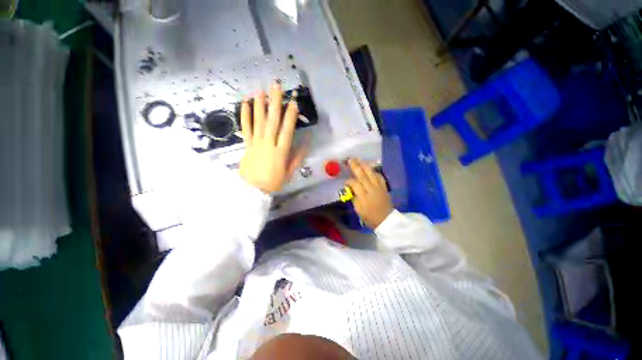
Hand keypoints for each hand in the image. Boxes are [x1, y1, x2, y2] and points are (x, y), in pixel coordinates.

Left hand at [239, 81, 306, 192]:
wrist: (253, 189)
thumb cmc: (274, 181)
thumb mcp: (290, 171)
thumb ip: (298, 156)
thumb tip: (306, 142)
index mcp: (281, 151)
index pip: (287, 130)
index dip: (290, 116)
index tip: (293, 102)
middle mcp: (269, 143)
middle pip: (272, 121)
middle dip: (275, 102)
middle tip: (276, 86)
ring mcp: (256, 143)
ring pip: (258, 121)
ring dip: (260, 105)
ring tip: (261, 90)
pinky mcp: (247, 144)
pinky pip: (246, 128)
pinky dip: (245, 115)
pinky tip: (246, 103)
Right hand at [345, 158, 392, 228]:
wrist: (386, 220)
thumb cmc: (370, 217)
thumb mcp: (358, 210)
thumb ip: (353, 198)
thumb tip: (350, 188)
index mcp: (364, 197)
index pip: (355, 184)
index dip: (349, 181)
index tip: (345, 181)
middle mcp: (372, 189)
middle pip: (363, 175)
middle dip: (356, 167)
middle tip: (350, 159)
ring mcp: (379, 187)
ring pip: (372, 173)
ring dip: (365, 166)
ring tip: (359, 159)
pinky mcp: (384, 187)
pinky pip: (379, 176)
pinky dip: (374, 171)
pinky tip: (370, 168)